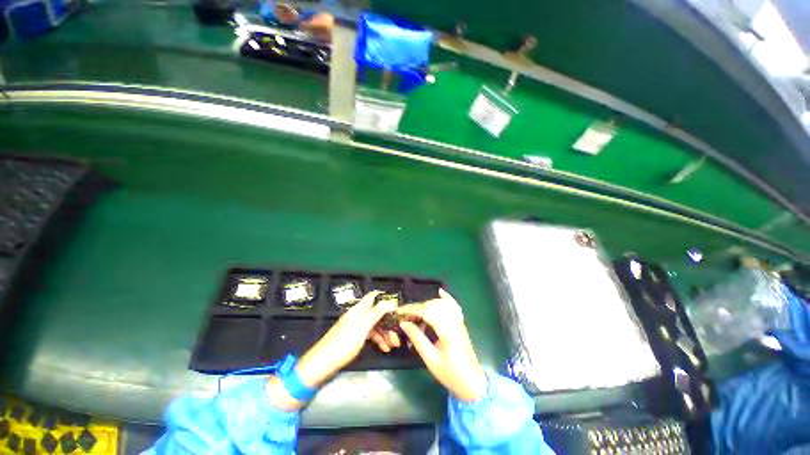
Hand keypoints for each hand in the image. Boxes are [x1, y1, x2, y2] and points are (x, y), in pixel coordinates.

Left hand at [267, 291, 395, 410]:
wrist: (320, 365)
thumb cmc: (342, 345)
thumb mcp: (362, 328)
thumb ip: (376, 313)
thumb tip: (392, 301)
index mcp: (358, 310)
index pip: (373, 296)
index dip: (385, 297)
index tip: (397, 306)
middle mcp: (357, 315)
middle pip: (376, 312)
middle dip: (388, 320)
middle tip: (398, 332)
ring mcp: (355, 327)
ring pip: (374, 324)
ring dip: (385, 332)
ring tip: (394, 344)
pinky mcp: (353, 338)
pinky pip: (369, 334)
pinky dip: (378, 339)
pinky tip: (384, 348)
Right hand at [397, 289, 487, 401]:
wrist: (472, 382)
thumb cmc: (450, 374)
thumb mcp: (430, 359)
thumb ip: (417, 339)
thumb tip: (404, 323)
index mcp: (447, 331)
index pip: (427, 312)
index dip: (411, 310)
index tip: (399, 312)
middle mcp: (454, 322)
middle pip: (433, 306)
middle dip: (417, 308)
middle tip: (405, 316)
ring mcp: (459, 321)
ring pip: (442, 303)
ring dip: (427, 304)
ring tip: (416, 313)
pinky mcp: (461, 323)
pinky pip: (454, 305)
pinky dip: (446, 297)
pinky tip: (440, 292)